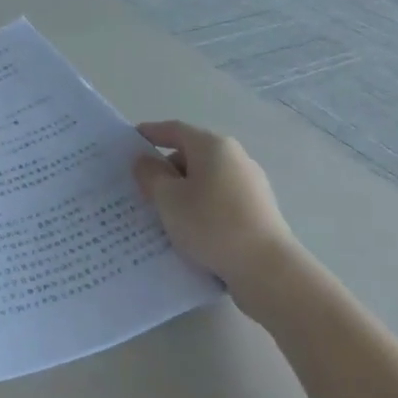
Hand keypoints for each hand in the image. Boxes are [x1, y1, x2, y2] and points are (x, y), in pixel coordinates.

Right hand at [133, 120, 298, 317]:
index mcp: (213, 146)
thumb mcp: (168, 199)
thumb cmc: (210, 224)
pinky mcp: (257, 210)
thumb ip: (151, 175)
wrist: (266, 268)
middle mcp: (235, 157)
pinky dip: (200, 206)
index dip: (150, 133)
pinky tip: (188, 229)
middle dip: (165, 168)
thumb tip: (145, 161)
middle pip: (191, 154)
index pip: (175, 129)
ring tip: (161, 213)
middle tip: (141, 188)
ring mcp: (250, 184)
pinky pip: (218, 199)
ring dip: (182, 191)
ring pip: (205, 179)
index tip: (130, 142)